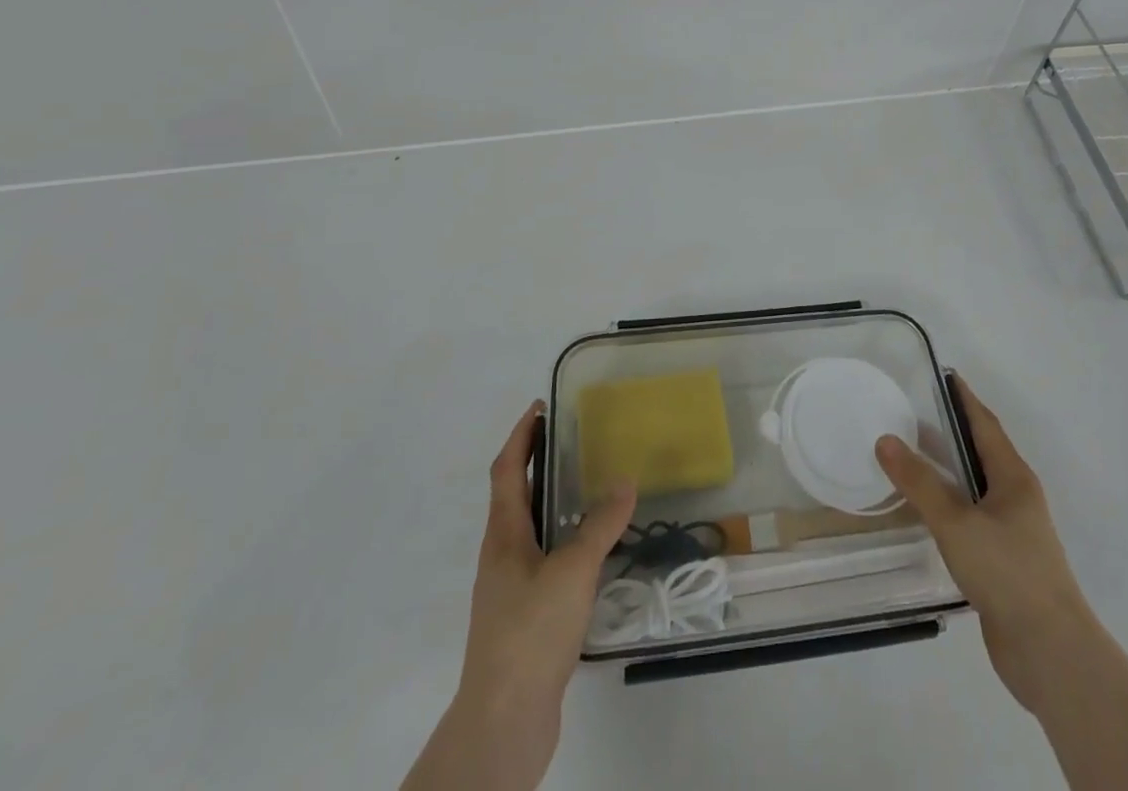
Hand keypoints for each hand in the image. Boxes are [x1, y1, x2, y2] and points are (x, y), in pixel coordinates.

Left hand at [406, 403, 635, 790]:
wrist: (504, 721)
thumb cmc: (530, 633)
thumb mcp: (572, 571)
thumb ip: (599, 525)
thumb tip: (625, 481)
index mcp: (503, 535)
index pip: (505, 469)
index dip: (520, 435)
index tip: (540, 406)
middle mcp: (502, 554)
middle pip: (515, 495)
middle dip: (537, 462)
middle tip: (574, 439)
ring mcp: (510, 588)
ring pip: (530, 529)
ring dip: (552, 501)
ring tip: (590, 486)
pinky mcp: (525, 616)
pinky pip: (544, 559)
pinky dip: (563, 540)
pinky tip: (592, 551)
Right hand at [876, 376, 1087, 715]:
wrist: (1051, 653)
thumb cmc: (1008, 573)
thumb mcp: (957, 522)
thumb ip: (920, 482)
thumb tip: (885, 440)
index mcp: (1013, 477)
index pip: (985, 424)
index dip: (964, 398)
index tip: (943, 374)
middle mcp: (1016, 497)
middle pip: (980, 451)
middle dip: (951, 429)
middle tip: (912, 411)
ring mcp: (1012, 531)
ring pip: (974, 486)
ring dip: (947, 468)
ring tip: (910, 454)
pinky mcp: (1003, 562)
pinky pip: (971, 517)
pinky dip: (948, 503)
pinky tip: (925, 510)